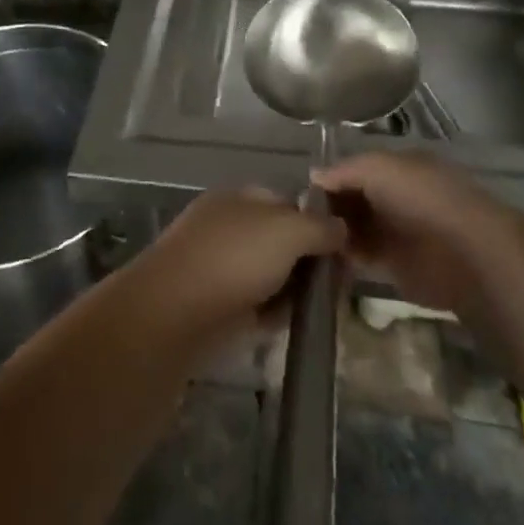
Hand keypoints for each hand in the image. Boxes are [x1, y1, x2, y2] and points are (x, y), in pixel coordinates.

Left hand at [124, 189, 345, 349]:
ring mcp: (223, 268)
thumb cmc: (235, 258)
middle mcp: (231, 228)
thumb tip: (341, 228)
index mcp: (241, 199)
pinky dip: (279, 314)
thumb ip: (320, 226)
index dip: (319, 222)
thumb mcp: (288, 230)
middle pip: (282, 240)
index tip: (347, 248)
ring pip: (273, 274)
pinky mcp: (220, 307)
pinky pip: (260, 305)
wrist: (176, 312)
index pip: (289, 202)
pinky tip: (302, 325)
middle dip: (311, 259)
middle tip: (341, 283)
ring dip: (298, 289)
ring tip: (327, 307)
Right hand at [313, 153, 506, 312]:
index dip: (331, 177)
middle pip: (354, 199)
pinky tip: (320, 255)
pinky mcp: (397, 266)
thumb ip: (344, 170)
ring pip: (355, 227)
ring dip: (333, 231)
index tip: (302, 190)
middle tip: (298, 216)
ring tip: (304, 237)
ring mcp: (397, 232)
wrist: (465, 255)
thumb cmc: (422, 199)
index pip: (356, 169)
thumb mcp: (379, 168)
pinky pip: (362, 256)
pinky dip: (343, 256)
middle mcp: (397, 197)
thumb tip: (314, 175)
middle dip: (328, 205)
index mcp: (399, 168)